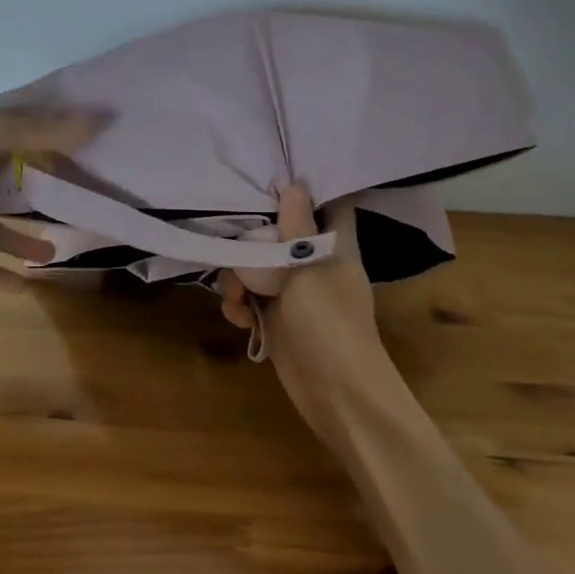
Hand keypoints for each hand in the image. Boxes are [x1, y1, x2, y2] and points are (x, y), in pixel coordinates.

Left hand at [0, 109, 106, 288]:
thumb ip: (44, 132)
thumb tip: (101, 119)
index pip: (28, 137)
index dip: (58, 144)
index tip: (92, 155)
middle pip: (13, 181)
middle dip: (43, 194)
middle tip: (78, 207)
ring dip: (23, 239)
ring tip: (55, 252)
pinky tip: (24, 288)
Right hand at [217, 186, 392, 446]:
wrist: (338, 395)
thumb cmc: (329, 324)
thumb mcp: (308, 270)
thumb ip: (296, 228)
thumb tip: (293, 184)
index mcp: (334, 245)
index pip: (329, 203)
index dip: (306, 188)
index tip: (272, 178)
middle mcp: (314, 262)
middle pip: (278, 233)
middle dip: (251, 240)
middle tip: (236, 250)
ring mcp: (295, 292)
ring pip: (256, 267)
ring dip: (238, 279)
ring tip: (237, 298)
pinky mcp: (277, 319)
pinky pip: (250, 299)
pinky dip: (240, 306)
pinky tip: (241, 319)